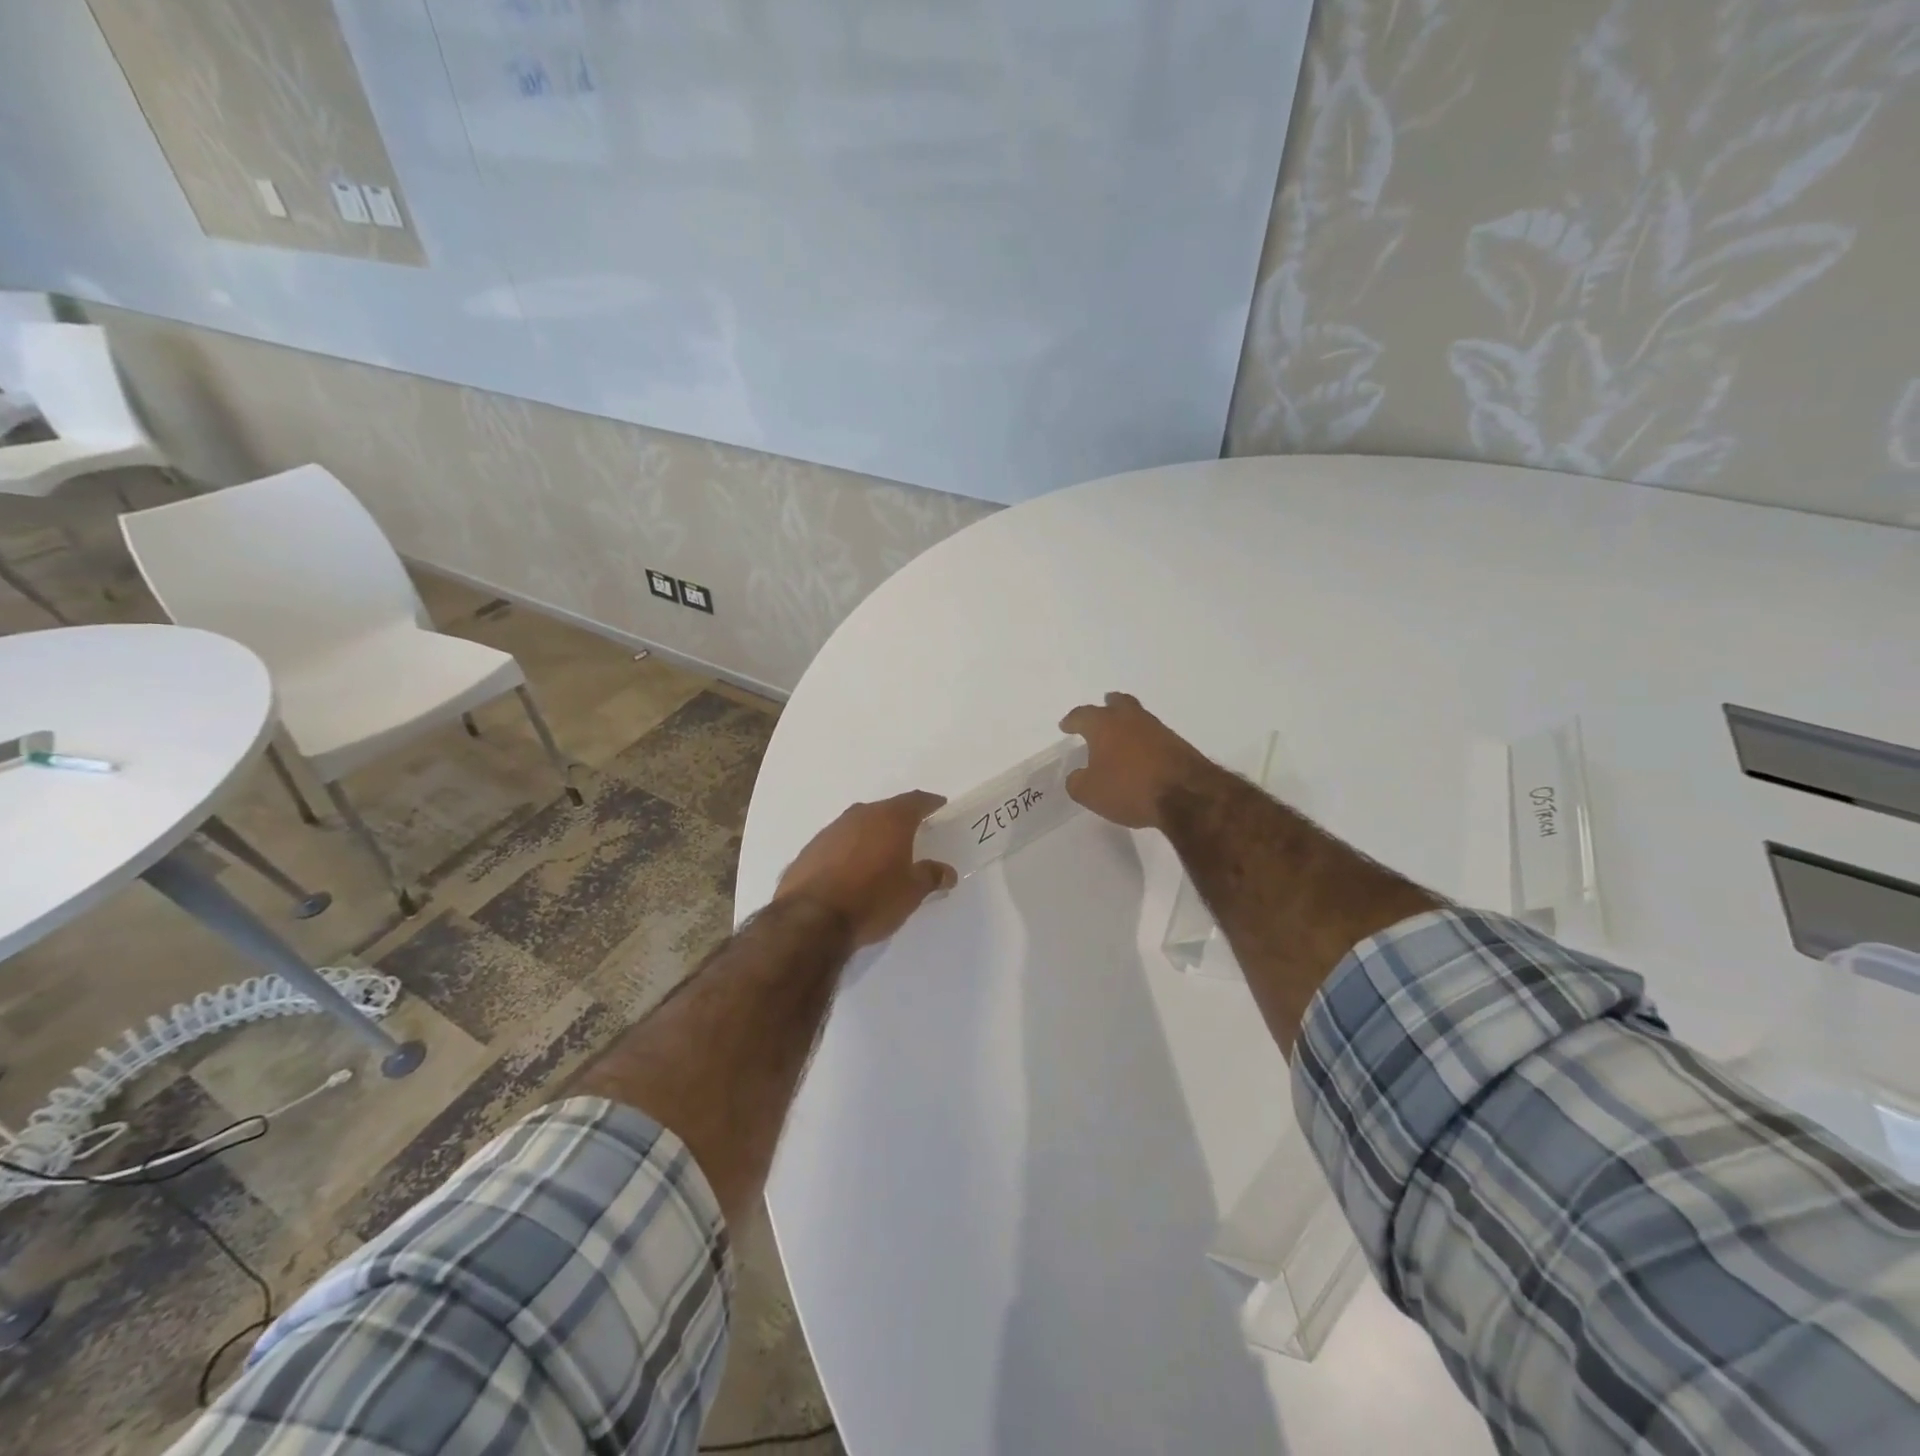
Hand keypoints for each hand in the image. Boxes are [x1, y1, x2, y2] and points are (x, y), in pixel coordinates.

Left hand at [775, 791, 956, 946]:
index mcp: (890, 819)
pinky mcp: (810, 849)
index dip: (929, 803)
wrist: (811, 919)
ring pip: (859, 824)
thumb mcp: (911, 892)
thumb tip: (947, 872)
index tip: (939, 806)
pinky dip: (849, 850)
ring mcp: (831, 830)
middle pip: (885, 809)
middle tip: (912, 833)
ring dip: (871, 835)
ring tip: (881, 854)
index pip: (915, 801)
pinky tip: (851, 870)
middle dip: (899, 819)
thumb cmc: (872, 899)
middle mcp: (859, 815)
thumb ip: (930, 876)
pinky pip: (838, 843)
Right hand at [1059, 692, 1218, 829]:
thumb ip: (1077, 781)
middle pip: (1118, 703)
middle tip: (1103, 707)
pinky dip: (1145, 741)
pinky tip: (1142, 754)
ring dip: (1129, 724)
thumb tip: (1078, 775)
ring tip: (1122, 735)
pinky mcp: (1178, 744)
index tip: (1066, 726)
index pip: (1083, 715)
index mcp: (1104, 725)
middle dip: (1108, 705)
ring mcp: (1158, 729)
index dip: (1072, 721)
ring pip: (1138, 718)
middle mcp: (1131, 719)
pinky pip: (1154, 736)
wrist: (1186, 795)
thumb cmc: (1129, 788)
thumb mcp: (1089, 793)